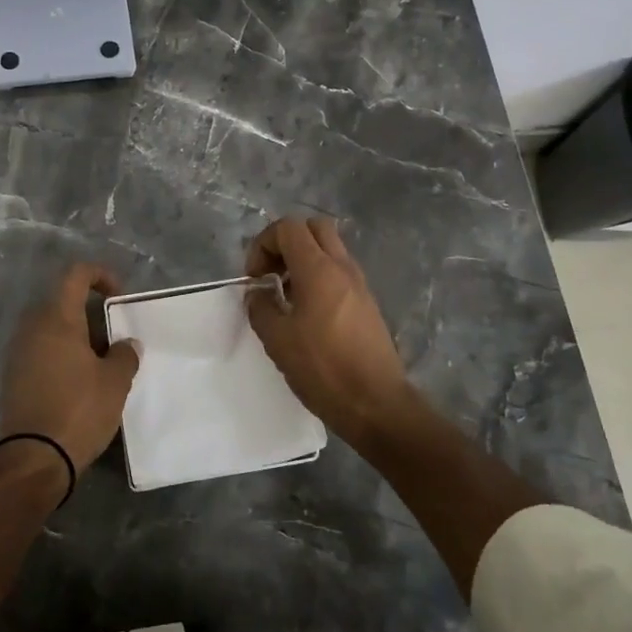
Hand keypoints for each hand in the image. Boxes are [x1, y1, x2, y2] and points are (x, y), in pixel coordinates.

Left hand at [0, 262, 140, 471]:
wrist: (32, 459)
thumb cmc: (78, 410)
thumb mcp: (115, 382)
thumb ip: (125, 354)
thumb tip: (126, 344)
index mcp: (57, 318)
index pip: (76, 274)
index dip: (101, 275)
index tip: (119, 297)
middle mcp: (32, 327)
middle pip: (63, 303)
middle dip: (91, 314)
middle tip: (115, 337)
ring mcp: (18, 352)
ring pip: (52, 329)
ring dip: (77, 338)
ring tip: (102, 364)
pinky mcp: (13, 377)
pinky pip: (41, 351)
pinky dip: (62, 356)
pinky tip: (80, 383)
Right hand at [245, 217, 420, 449]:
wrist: (376, 404)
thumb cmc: (323, 369)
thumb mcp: (277, 340)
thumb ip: (260, 307)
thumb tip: (258, 293)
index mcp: (319, 269)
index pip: (288, 227)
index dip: (264, 244)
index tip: (255, 277)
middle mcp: (342, 267)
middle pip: (313, 227)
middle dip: (286, 242)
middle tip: (272, 273)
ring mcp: (359, 283)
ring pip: (329, 248)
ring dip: (303, 259)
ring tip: (286, 295)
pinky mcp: (367, 302)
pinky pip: (339, 271)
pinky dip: (319, 276)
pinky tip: (307, 312)